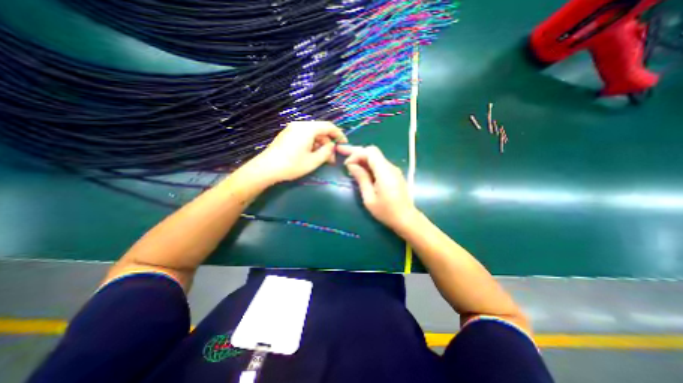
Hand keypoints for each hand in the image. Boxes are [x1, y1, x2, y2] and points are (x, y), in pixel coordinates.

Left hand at [244, 120, 346, 183]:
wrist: (266, 168)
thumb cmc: (292, 165)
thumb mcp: (313, 161)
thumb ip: (326, 152)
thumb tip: (332, 146)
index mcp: (308, 129)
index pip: (328, 126)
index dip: (338, 134)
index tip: (344, 144)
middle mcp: (300, 125)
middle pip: (320, 131)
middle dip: (328, 144)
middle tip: (331, 159)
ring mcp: (292, 129)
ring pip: (312, 134)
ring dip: (320, 146)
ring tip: (322, 160)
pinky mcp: (287, 135)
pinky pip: (304, 136)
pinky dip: (311, 145)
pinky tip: (312, 155)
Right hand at [338, 144, 418, 230]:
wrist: (406, 219)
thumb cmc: (386, 211)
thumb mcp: (369, 198)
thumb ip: (361, 179)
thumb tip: (352, 165)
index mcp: (385, 172)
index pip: (370, 152)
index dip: (356, 154)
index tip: (347, 165)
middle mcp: (390, 167)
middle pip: (372, 151)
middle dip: (356, 151)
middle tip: (342, 151)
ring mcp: (393, 170)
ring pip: (375, 157)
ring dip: (362, 158)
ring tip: (349, 162)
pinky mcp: (393, 174)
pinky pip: (379, 164)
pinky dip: (368, 164)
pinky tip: (360, 170)